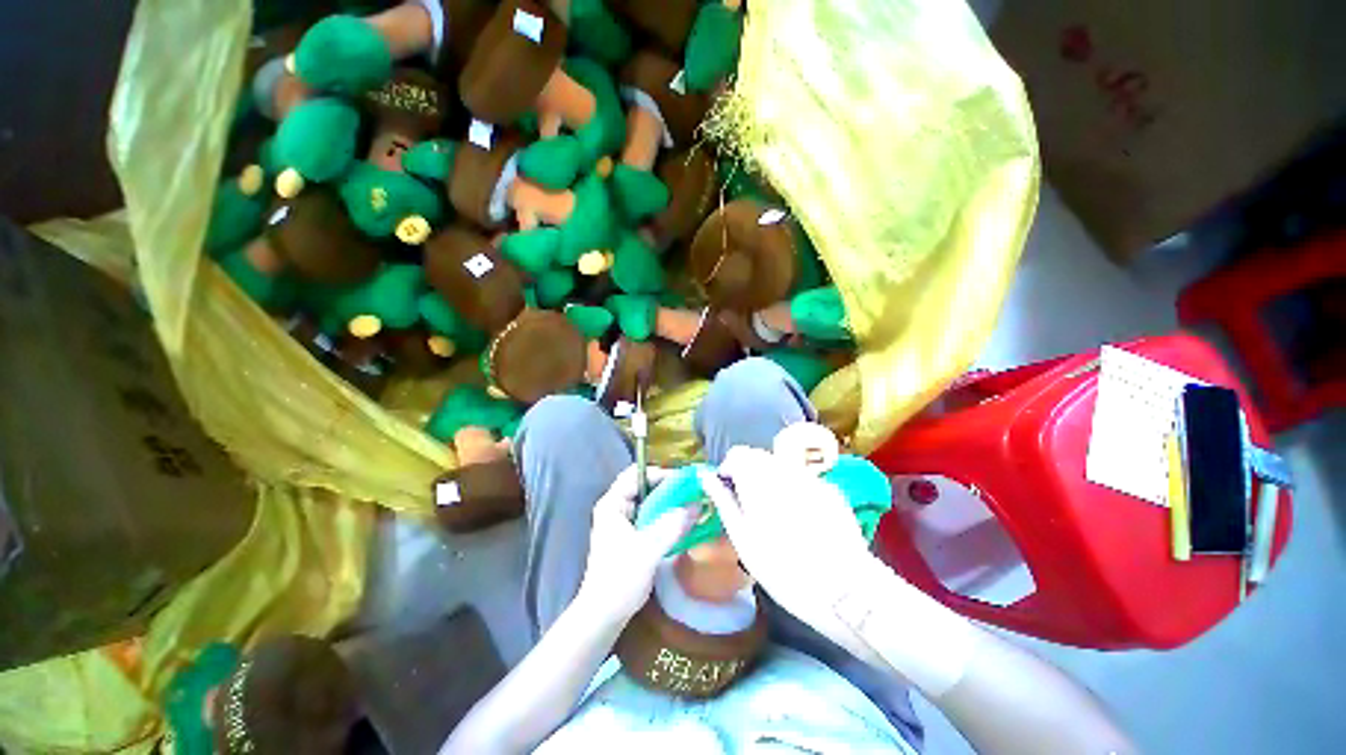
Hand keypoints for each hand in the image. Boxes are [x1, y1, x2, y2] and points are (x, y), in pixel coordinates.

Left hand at [576, 465, 699, 624]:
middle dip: (668, 488)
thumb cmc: (619, 579)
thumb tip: (696, 505)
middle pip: (643, 487)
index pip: (636, 475)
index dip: (659, 473)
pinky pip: (650, 519)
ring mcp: (622, 524)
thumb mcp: (648, 550)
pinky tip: (682, 524)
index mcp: (612, 504)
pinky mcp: (630, 537)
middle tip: (692, 491)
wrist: (602, 616)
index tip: (684, 479)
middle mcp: (616, 509)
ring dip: (669, 504)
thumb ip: (672, 526)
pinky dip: (665, 518)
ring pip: (649, 504)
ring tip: (692, 505)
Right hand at [699, 447, 884, 662]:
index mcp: (758, 477)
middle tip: (750, 507)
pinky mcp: (830, 490)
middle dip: (750, 474)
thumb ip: (723, 501)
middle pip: (760, 457)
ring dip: (771, 481)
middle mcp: (784, 468)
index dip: (729, 471)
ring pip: (782, 467)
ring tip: (775, 515)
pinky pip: (803, 480)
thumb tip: (707, 478)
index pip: (737, 454)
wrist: (844, 589)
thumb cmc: (782, 567)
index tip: (729, 494)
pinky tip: (802, 520)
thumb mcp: (742, 538)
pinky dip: (795, 490)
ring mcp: (810, 477)